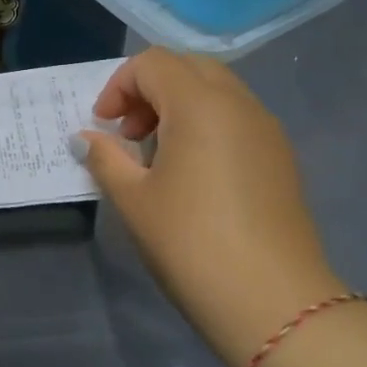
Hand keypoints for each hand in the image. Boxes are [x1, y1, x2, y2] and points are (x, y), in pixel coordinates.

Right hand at [78, 50, 343, 366]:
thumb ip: (105, 157)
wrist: (275, 303)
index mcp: (199, 103)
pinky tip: (194, 171)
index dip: (119, 86)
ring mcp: (266, 128)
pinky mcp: (282, 156)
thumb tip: (85, 138)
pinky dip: (208, 123)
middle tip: (130, 131)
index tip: (104, 125)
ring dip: (180, 104)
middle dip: (151, 88)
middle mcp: (238, 103)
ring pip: (217, 90)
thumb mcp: (133, 199)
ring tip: (158, 153)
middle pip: (188, 67)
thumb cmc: (191, 243)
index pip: (153, 64)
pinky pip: (237, 116)